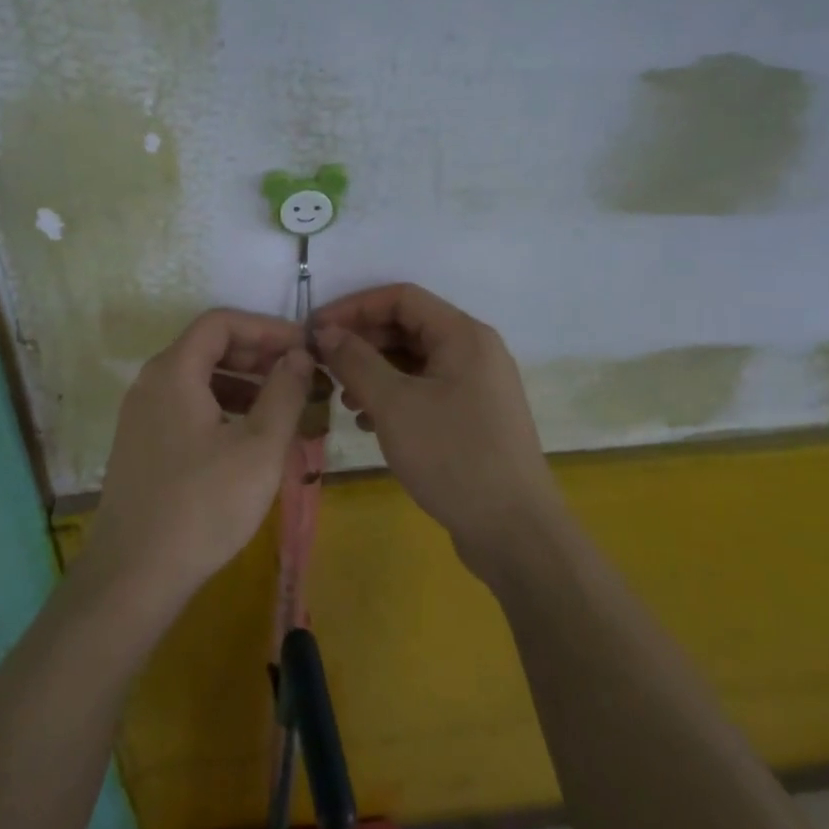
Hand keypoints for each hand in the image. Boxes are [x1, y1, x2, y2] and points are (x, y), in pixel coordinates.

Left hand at [83, 309, 312, 605]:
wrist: (134, 574)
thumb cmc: (204, 505)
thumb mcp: (259, 447)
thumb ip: (284, 392)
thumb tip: (299, 355)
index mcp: (173, 372)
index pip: (221, 322)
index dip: (266, 328)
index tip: (304, 347)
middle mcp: (150, 384)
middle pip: (207, 347)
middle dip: (257, 355)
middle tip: (299, 375)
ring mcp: (140, 416)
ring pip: (198, 380)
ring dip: (242, 384)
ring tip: (282, 408)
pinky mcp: (141, 446)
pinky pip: (186, 408)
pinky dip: (221, 409)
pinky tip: (248, 440)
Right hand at [313, 284, 561, 574]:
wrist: (513, 531)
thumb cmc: (452, 456)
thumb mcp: (394, 404)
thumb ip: (356, 361)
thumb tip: (326, 332)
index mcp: (463, 335)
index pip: (401, 298)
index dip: (354, 307)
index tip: (315, 330)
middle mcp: (474, 351)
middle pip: (408, 327)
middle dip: (362, 342)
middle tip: (322, 365)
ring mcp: (477, 386)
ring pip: (415, 362)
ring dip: (374, 372)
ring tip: (343, 398)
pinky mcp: (473, 417)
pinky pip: (426, 390)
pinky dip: (394, 397)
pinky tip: (370, 423)